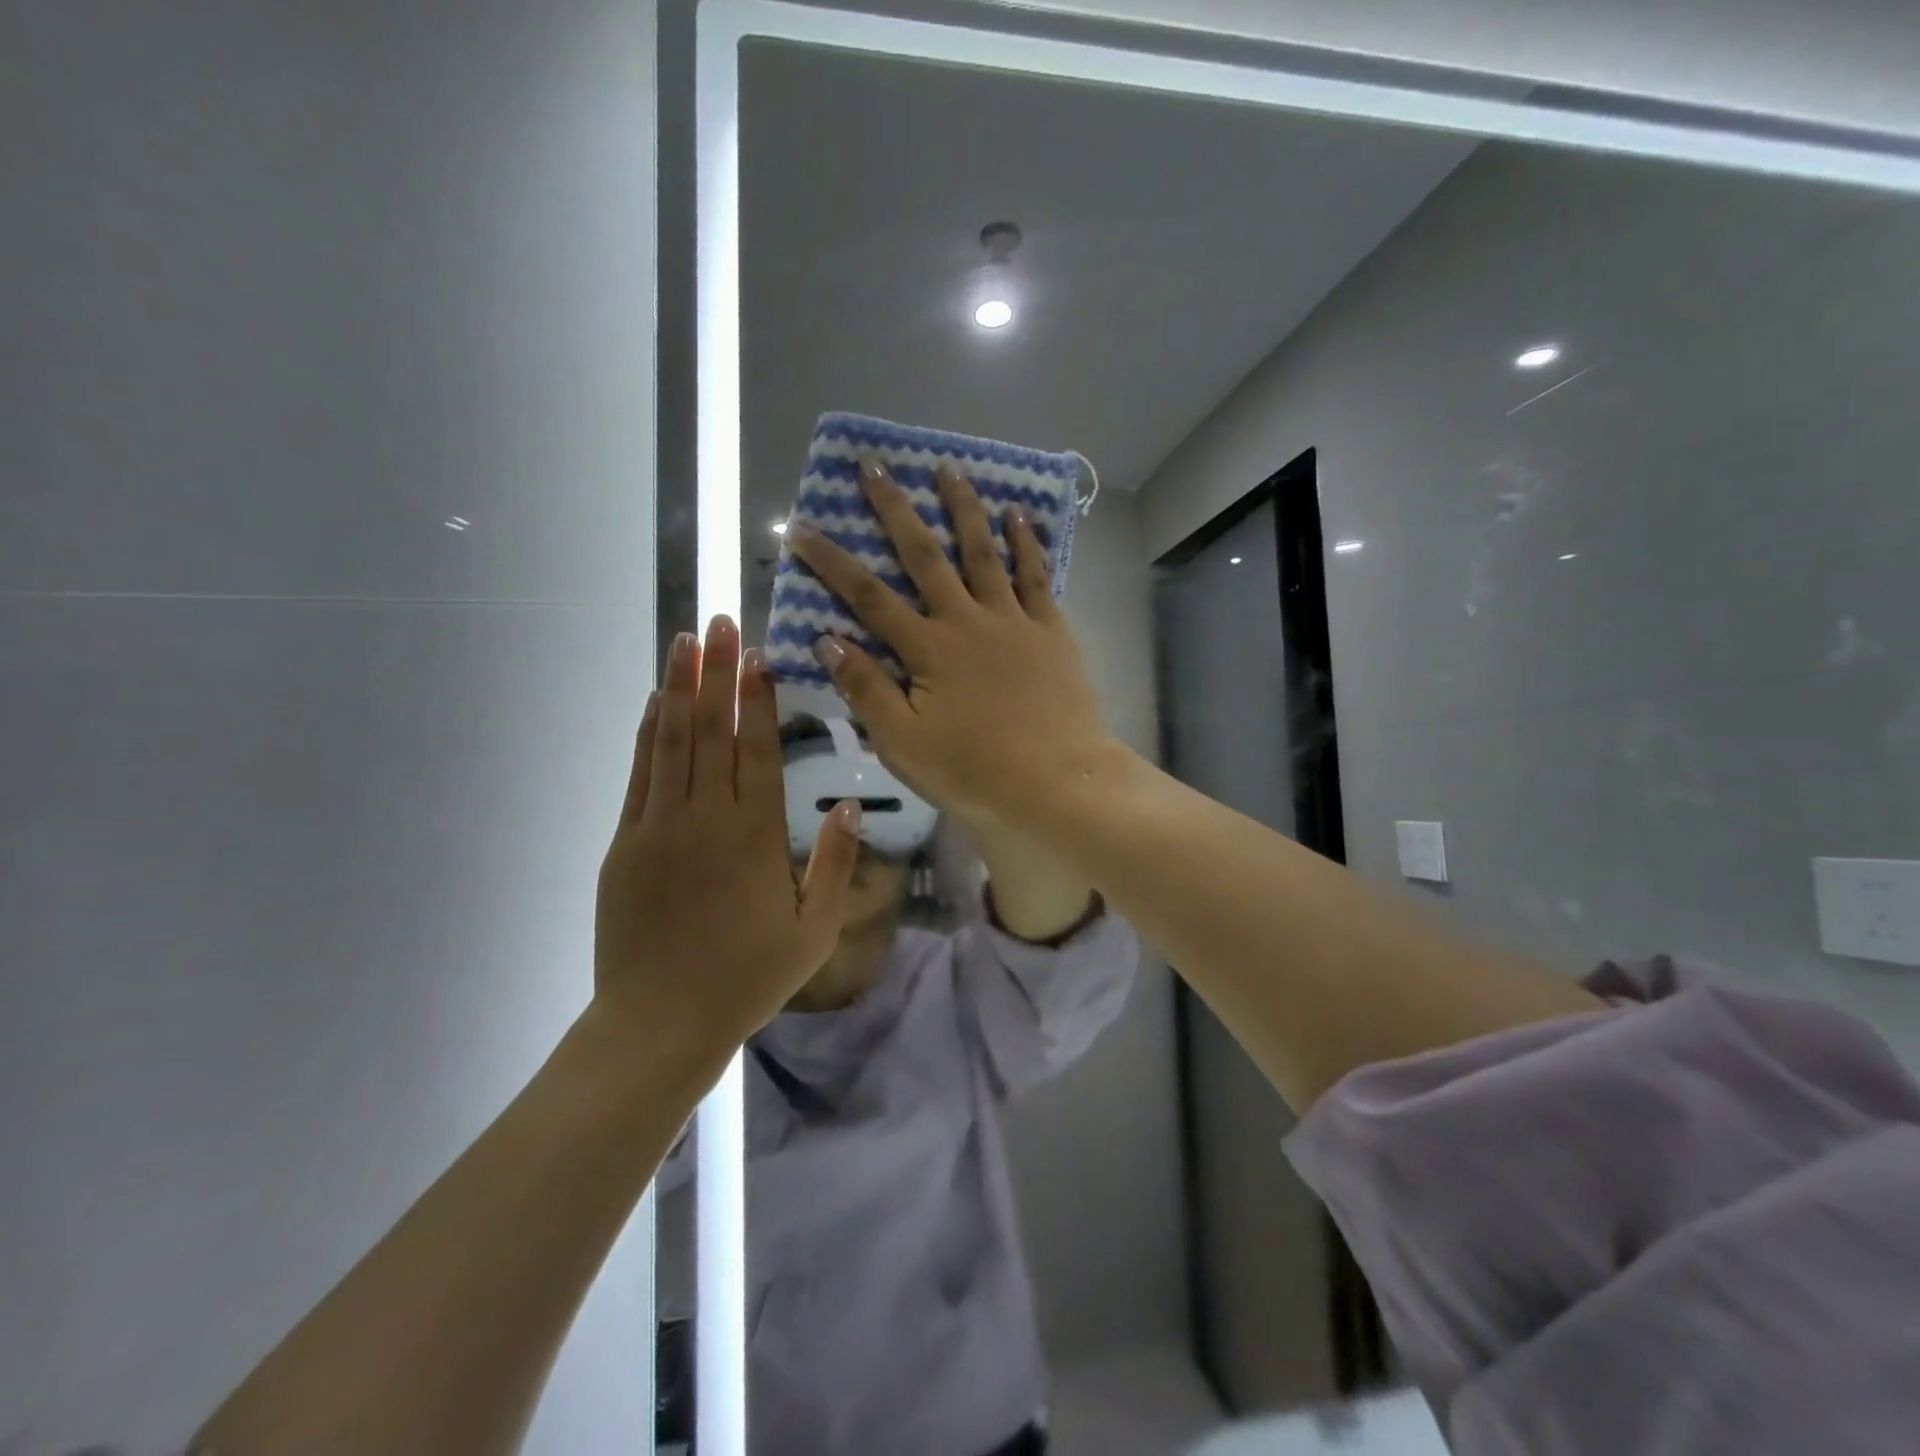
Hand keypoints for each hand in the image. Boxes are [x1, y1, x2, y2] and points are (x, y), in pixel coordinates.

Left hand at [594, 615, 859, 1053]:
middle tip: (721, 623)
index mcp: (754, 836)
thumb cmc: (747, 979)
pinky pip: (640, 774)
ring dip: (680, 688)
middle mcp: (705, 818)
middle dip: (718, 673)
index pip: (756, 750)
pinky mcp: (625, 843)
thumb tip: (846, 805)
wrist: (659, 1022)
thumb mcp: (813, 931)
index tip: (758, 655)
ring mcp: (658, 826)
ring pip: (671, 741)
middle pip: (713, 731)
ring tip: (686, 642)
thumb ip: (831, 864)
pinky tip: (656, 703)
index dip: (757, 699)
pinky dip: (648, 733)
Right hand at [787, 460, 1112, 832]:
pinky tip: (1018, 513)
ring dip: (963, 507)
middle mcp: (967, 620)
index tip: (799, 527)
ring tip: (948, 468)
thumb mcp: (904, 743)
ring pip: (983, 551)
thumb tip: (827, 639)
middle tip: (874, 465)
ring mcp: (1013, 620)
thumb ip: (866, 689)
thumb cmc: (974, 772)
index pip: (867, 597)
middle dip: (894, 508)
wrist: (1057, 784)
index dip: (830, 561)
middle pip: (924, 555)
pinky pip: (1036, 575)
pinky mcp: (1051, 629)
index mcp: (927, 650)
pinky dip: (1026, 542)